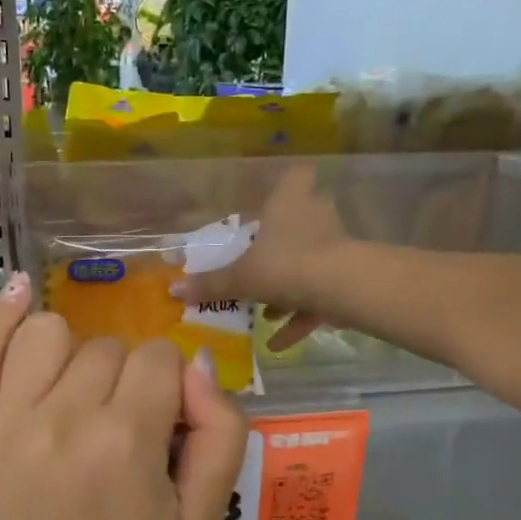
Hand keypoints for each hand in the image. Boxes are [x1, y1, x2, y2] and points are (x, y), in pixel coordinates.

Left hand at [0, 273, 248, 519]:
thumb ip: (220, 433)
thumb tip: (196, 363)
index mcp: (124, 443)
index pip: (158, 358)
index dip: (167, 386)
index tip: (157, 424)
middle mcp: (58, 423)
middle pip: (106, 348)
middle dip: (123, 379)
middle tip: (115, 430)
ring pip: (45, 334)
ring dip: (70, 354)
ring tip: (70, 395)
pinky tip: (17, 296)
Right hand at [174, 165, 349, 350]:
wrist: (341, 288)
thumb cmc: (284, 265)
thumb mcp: (240, 278)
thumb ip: (211, 284)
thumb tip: (173, 289)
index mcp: (289, 201)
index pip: (296, 175)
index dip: (288, 184)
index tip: (275, 198)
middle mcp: (316, 215)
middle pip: (305, 217)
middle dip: (286, 240)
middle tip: (264, 257)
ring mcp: (336, 245)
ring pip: (310, 260)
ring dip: (290, 285)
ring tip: (266, 312)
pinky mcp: (347, 275)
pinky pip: (319, 295)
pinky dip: (300, 316)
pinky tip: (277, 344)